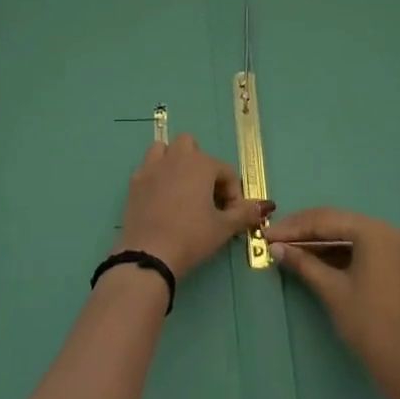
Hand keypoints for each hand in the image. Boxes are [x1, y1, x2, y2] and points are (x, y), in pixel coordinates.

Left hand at [120, 133, 270, 279]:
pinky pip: (148, 167)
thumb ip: (244, 213)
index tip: (230, 215)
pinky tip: (161, 198)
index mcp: (201, 164)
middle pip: (191, 146)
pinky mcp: (135, 180)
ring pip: (165, 149)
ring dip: (175, 162)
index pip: (226, 171)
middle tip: (205, 194)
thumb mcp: (223, 228)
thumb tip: (264, 206)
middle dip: (201, 165)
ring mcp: (152, 166)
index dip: (232, 193)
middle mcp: (176, 157)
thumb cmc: (192, 237)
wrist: (150, 253)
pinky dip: (157, 176)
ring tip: (181, 188)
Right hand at [268, 208, 399, 398]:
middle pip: (334, 223)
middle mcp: (383, 231)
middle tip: (273, 239)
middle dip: (302, 231)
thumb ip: (304, 263)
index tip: (265, 234)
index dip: (293, 227)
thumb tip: (275, 247)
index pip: (324, 220)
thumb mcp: (333, 291)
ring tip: (286, 249)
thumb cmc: (371, 325)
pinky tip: (310, 259)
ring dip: (315, 242)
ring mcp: (389, 248)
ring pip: (343, 235)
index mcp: (373, 231)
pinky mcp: (388, 264)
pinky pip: (354, 249)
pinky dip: (331, 253)